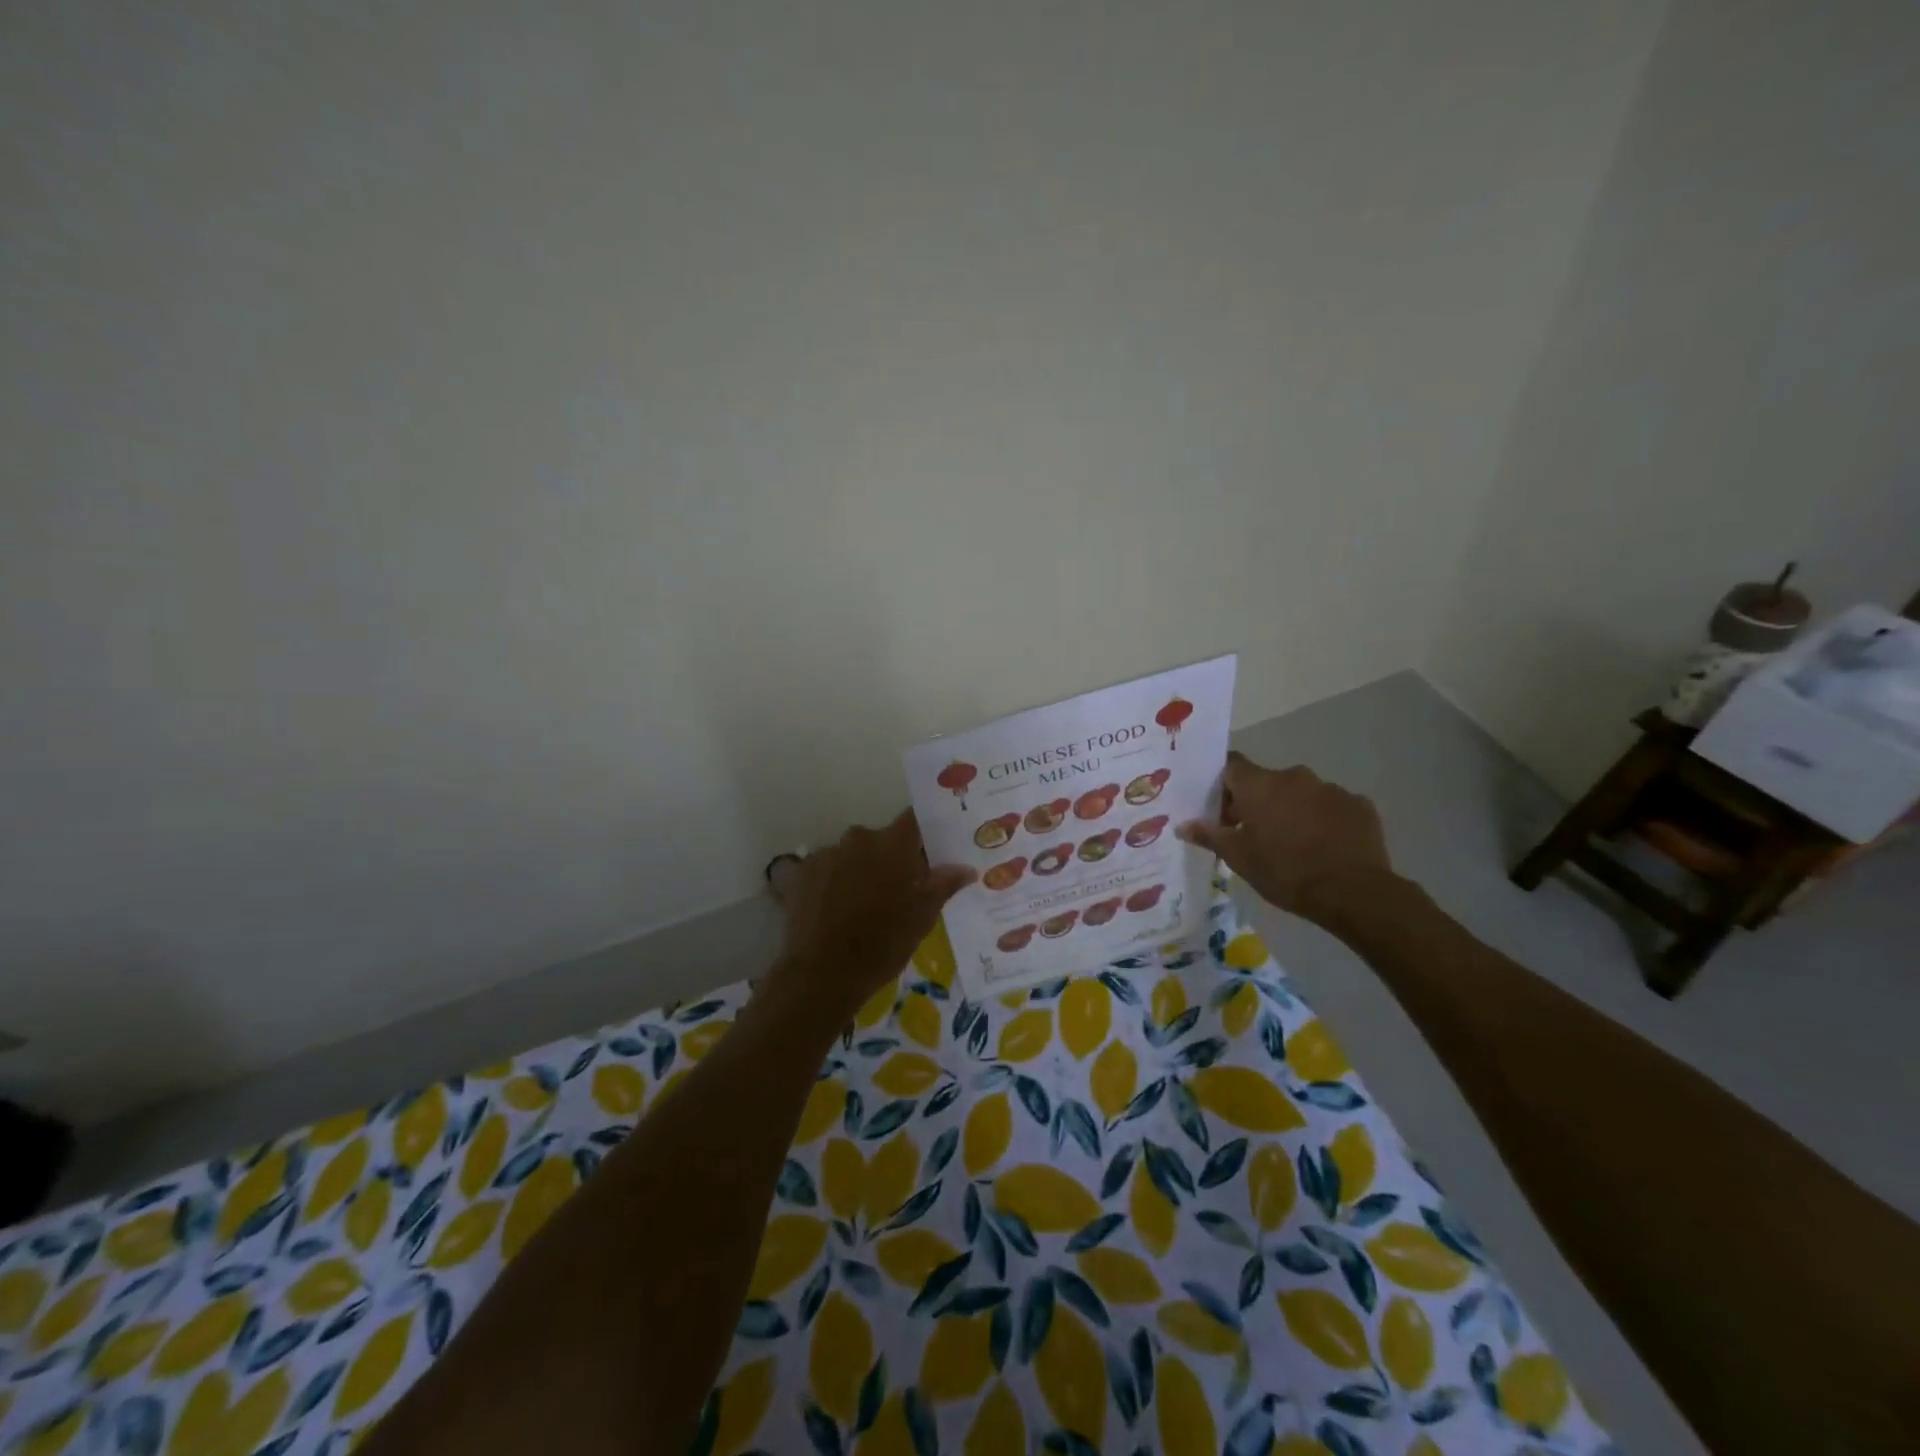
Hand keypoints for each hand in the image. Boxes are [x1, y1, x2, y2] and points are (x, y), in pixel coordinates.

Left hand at [769, 810, 975, 1021]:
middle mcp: (858, 838)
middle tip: (898, 888)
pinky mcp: (800, 873)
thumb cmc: (883, 943)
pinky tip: (833, 910)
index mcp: (892, 844)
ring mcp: (826, 854)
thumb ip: (943, 885)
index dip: (923, 830)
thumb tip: (965, 868)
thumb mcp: (922, 917)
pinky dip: (831, 883)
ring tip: (861, 905)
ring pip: (851, 855)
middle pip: (880, 840)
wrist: (823, 973)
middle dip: (889, 858)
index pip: (913, 819)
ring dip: (859, 870)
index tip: (931, 846)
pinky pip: (824, 869)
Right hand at [1178, 752, 1393, 925]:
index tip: (1220, 808)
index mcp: (1259, 785)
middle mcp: (1293, 776)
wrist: (1353, 892)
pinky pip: (1331, 806)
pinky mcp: (1359, 804)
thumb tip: (1183, 825)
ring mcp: (1330, 788)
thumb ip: (1209, 835)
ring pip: (1300, 793)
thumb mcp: (1238, 858)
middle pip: (1266, 781)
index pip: (1231, 765)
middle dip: (1257, 802)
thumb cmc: (1285, 872)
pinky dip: (1323, 820)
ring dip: (1291, 810)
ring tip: (1293, 843)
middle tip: (1253, 833)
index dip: (1222, 784)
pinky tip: (1324, 846)